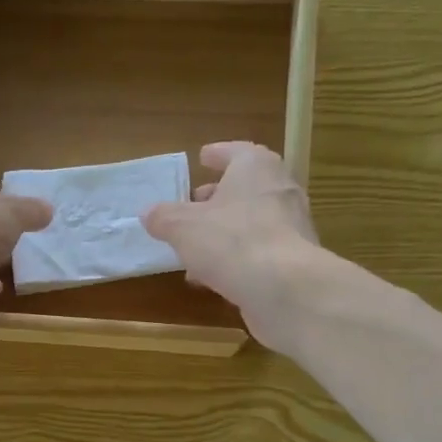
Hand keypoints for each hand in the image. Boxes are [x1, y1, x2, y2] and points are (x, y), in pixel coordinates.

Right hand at [142, 142, 325, 349]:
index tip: (202, 158)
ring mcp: (291, 226)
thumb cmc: (231, 241)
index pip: (235, 152)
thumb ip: (164, 218)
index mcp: (255, 168)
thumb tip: (148, 213)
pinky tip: (211, 276)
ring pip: (250, 222)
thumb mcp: (183, 227)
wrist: (285, 289)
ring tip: (194, 248)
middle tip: (193, 205)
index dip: (217, 155)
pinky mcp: (293, 260)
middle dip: (217, 197)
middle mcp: (279, 190)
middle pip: (245, 187)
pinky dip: (235, 257)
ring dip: (223, 232)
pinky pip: (258, 251)